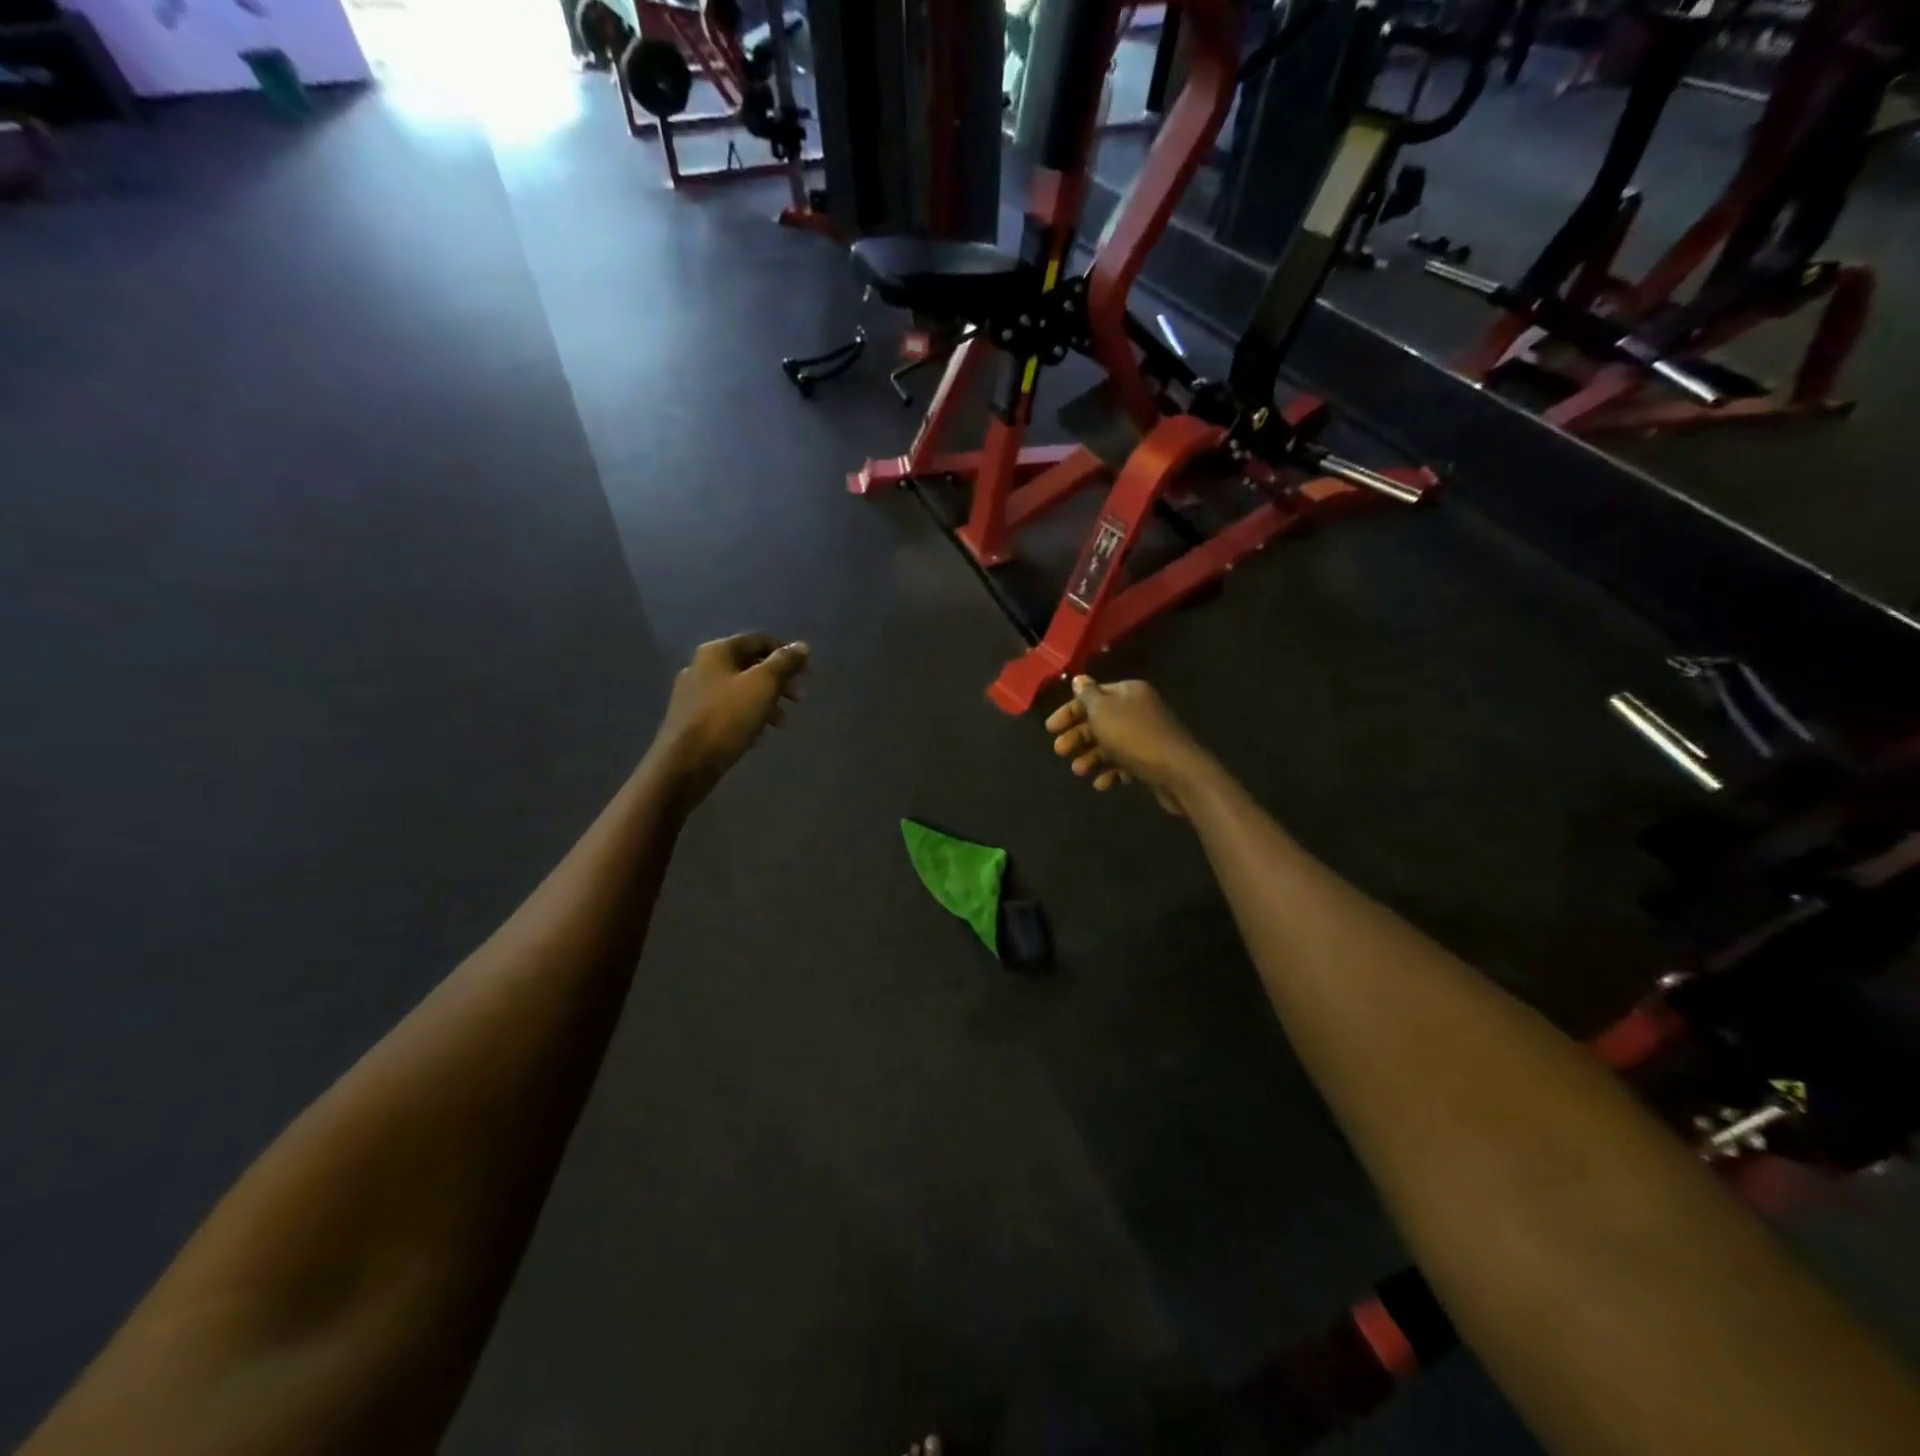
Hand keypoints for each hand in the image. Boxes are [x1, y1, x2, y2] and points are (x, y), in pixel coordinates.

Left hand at [652, 633, 808, 804]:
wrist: (685, 763)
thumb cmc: (727, 718)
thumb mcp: (763, 685)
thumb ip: (784, 663)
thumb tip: (802, 646)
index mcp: (717, 652)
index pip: (759, 641)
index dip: (787, 653)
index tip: (807, 673)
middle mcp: (702, 666)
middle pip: (750, 665)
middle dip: (779, 681)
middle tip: (799, 699)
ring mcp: (695, 694)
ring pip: (740, 690)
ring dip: (767, 702)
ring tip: (781, 724)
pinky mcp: (693, 719)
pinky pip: (728, 710)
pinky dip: (748, 717)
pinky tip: (758, 737)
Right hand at [1044, 675, 1209, 816]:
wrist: (1178, 772)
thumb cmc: (1134, 737)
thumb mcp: (1104, 711)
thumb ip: (1088, 696)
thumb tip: (1078, 679)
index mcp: (1128, 692)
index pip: (1092, 696)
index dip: (1069, 711)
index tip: (1050, 729)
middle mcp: (1138, 710)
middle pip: (1099, 721)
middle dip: (1078, 736)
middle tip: (1060, 751)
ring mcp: (1145, 737)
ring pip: (1110, 744)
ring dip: (1091, 757)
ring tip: (1079, 771)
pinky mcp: (1151, 761)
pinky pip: (1124, 764)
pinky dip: (1110, 772)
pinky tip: (1101, 784)